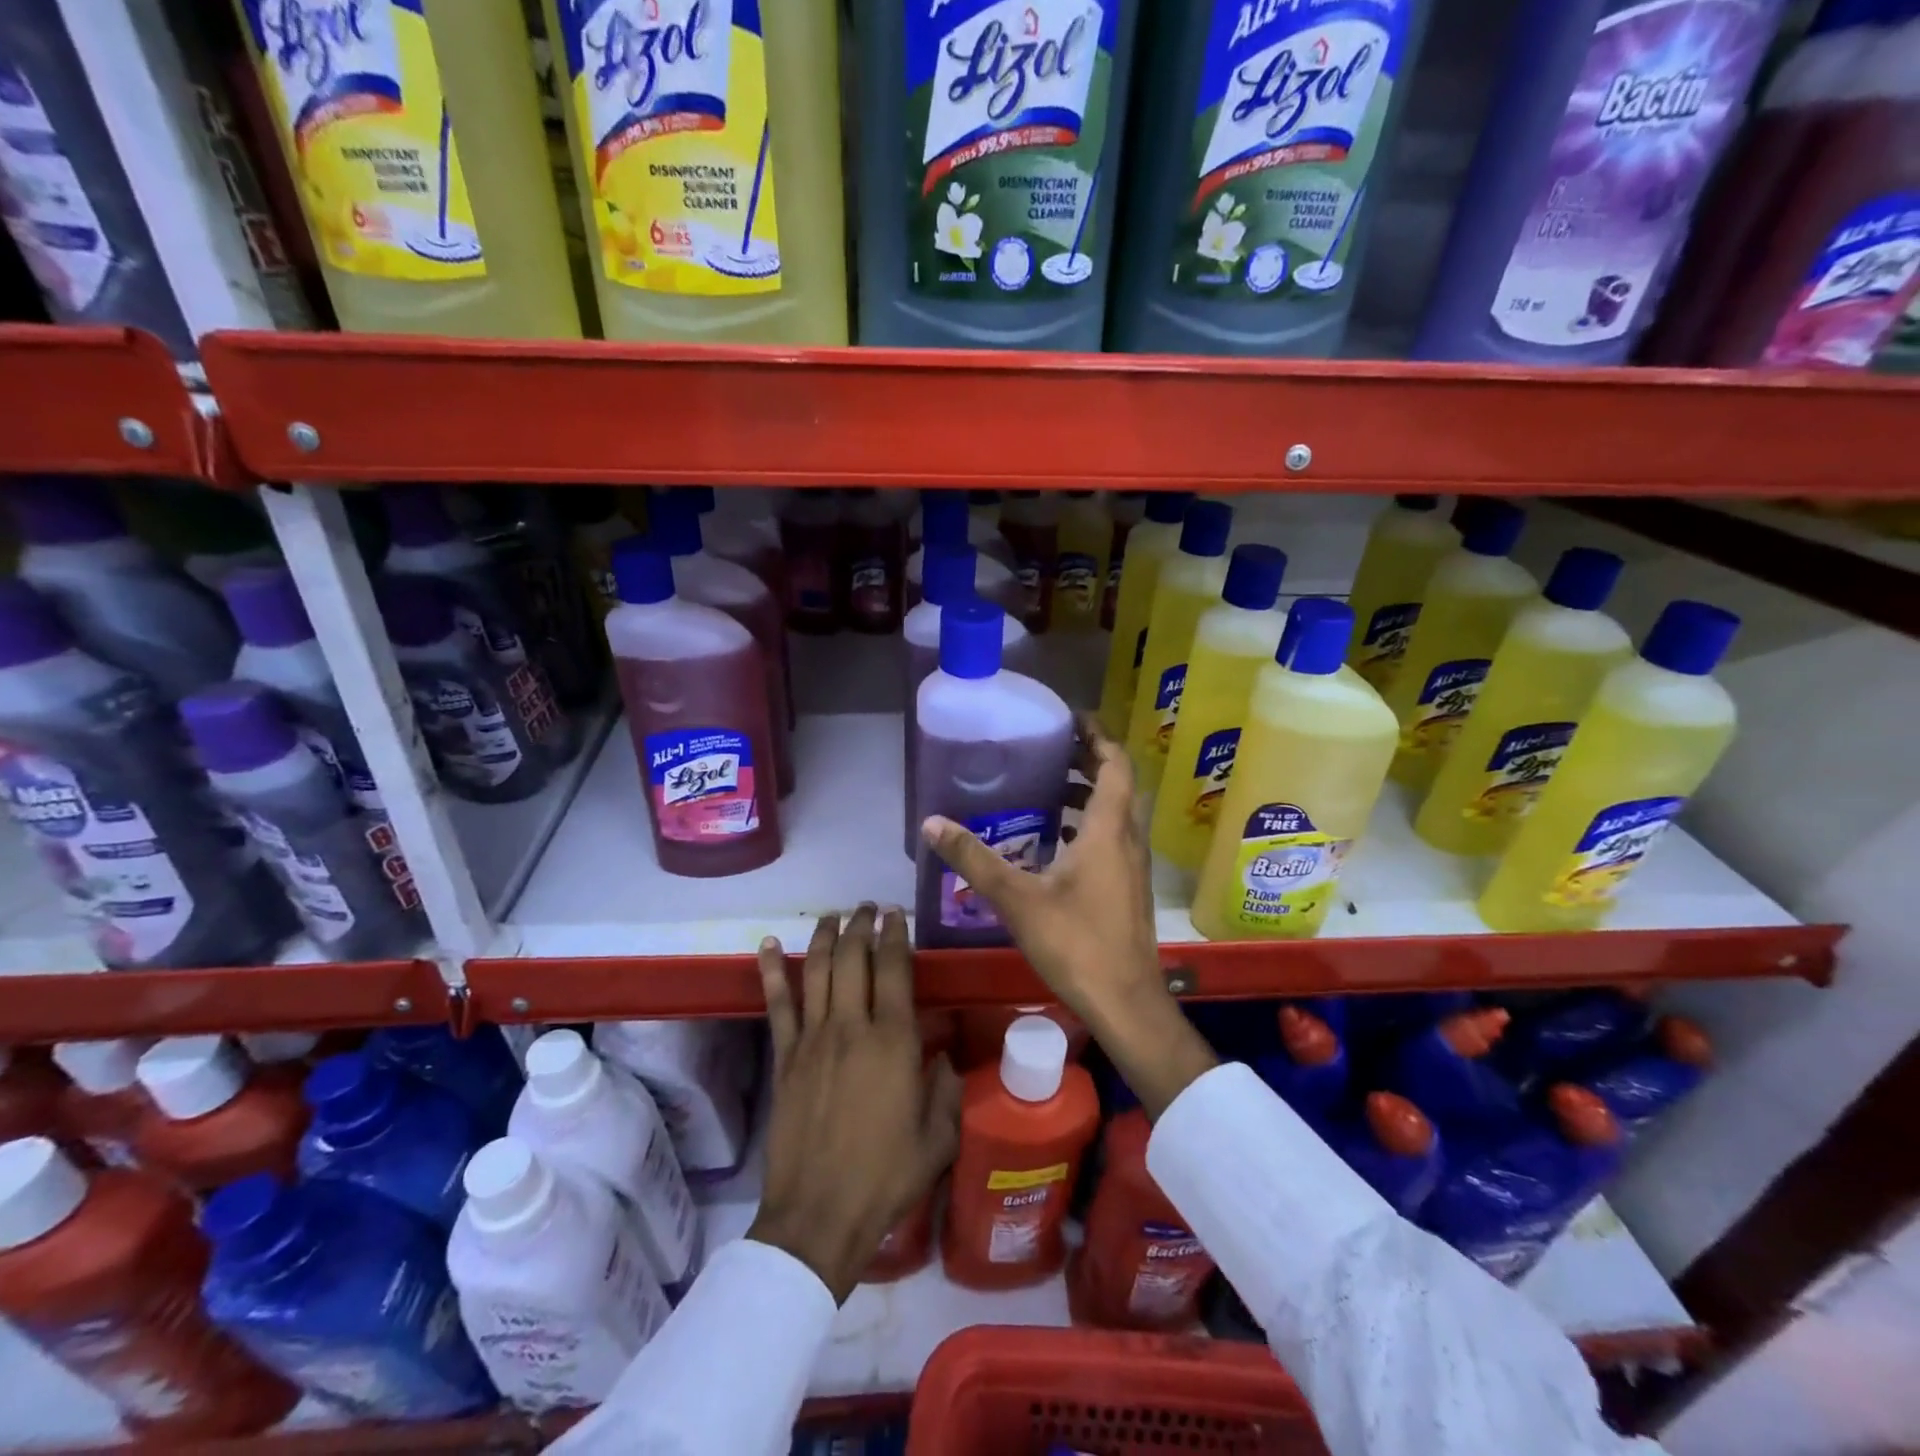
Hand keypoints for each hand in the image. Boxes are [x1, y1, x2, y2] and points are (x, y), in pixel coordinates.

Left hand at [747, 905, 961, 1302]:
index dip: (895, 934)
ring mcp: (812, 1039)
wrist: (819, 1216)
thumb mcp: (938, 1138)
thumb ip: (947, 1089)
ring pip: (815, 969)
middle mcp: (851, 1027)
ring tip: (833, 915)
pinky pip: (777, 1004)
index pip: (894, 968)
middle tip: (868, 909)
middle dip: (861, 925)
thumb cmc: (886, 1177)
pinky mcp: (784, 1057)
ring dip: (824, 935)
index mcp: (893, 1041)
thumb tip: (942, 1058)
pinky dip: (770, 970)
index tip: (896, 915)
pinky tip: (767, 945)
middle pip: (852, 958)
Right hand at [922, 714, 1161, 1023]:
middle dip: (1089, 760)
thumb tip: (932, 823)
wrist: (1125, 1002)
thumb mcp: (1017, 899)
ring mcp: (1133, 867)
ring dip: (1091, 794)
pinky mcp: (1130, 889)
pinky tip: (1057, 844)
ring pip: (1117, 813)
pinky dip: (1091, 825)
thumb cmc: (1076, 943)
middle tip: (1051, 750)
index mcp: (1108, 830)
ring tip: (1050, 789)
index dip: (1097, 736)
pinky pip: (1114, 838)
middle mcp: (1128, 840)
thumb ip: (974, 859)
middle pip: (1118, 784)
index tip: (1071, 718)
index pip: (1115, 764)